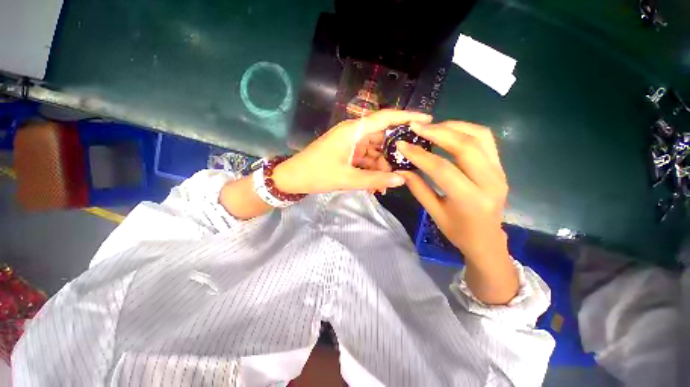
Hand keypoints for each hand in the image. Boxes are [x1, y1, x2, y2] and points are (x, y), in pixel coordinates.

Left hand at [273, 109, 431, 194]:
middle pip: (382, 138)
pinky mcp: (347, 152)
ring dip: (381, 168)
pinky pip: (365, 159)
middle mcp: (354, 133)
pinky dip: (371, 171)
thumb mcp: (348, 179)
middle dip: (393, 155)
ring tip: (386, 186)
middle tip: (405, 169)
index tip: (427, 120)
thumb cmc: (317, 174)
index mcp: (354, 131)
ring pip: (374, 152)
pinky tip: (375, 186)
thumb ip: (375, 180)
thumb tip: (401, 180)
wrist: (293, 178)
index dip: (407, 117)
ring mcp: (350, 143)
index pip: (386, 118)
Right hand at [395, 121, 516, 303]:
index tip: (402, 144)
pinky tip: (449, 131)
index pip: (442, 169)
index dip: (419, 155)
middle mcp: (490, 182)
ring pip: (480, 136)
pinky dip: (466, 130)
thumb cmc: (458, 231)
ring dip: (453, 127)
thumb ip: (417, 188)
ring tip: (431, 126)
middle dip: (438, 132)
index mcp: (471, 199)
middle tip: (416, 127)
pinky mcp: (500, 166)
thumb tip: (400, 169)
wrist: (488, 240)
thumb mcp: (434, 212)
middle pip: (465, 146)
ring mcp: (499, 172)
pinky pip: (486, 139)